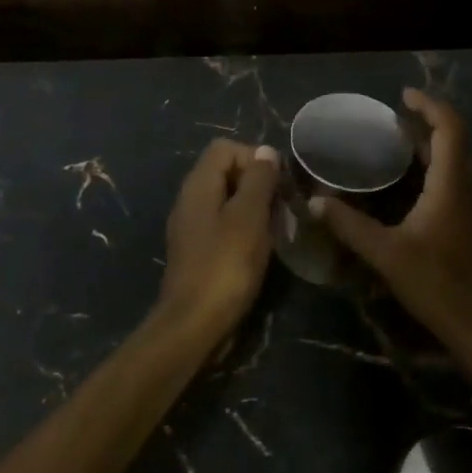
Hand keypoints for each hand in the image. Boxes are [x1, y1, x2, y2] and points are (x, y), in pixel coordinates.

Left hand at [156, 139, 281, 341]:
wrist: (195, 324)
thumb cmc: (225, 266)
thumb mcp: (249, 217)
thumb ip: (258, 180)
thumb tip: (266, 152)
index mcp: (198, 185)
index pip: (225, 148)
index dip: (254, 157)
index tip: (277, 182)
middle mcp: (190, 200)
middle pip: (226, 172)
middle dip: (258, 183)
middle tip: (282, 207)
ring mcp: (192, 227)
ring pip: (228, 200)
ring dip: (254, 208)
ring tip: (276, 229)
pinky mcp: (198, 251)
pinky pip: (224, 225)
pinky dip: (245, 229)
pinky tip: (261, 249)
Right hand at [309, 89, 471, 376]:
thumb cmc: (437, 284)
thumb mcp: (386, 254)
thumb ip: (349, 226)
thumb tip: (314, 203)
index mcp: (452, 184)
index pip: (449, 127)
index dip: (428, 105)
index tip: (402, 96)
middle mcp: (469, 187)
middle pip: (453, 141)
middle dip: (425, 124)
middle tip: (390, 121)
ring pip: (456, 162)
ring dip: (431, 147)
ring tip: (396, 145)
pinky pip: (455, 181)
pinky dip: (434, 169)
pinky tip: (409, 186)